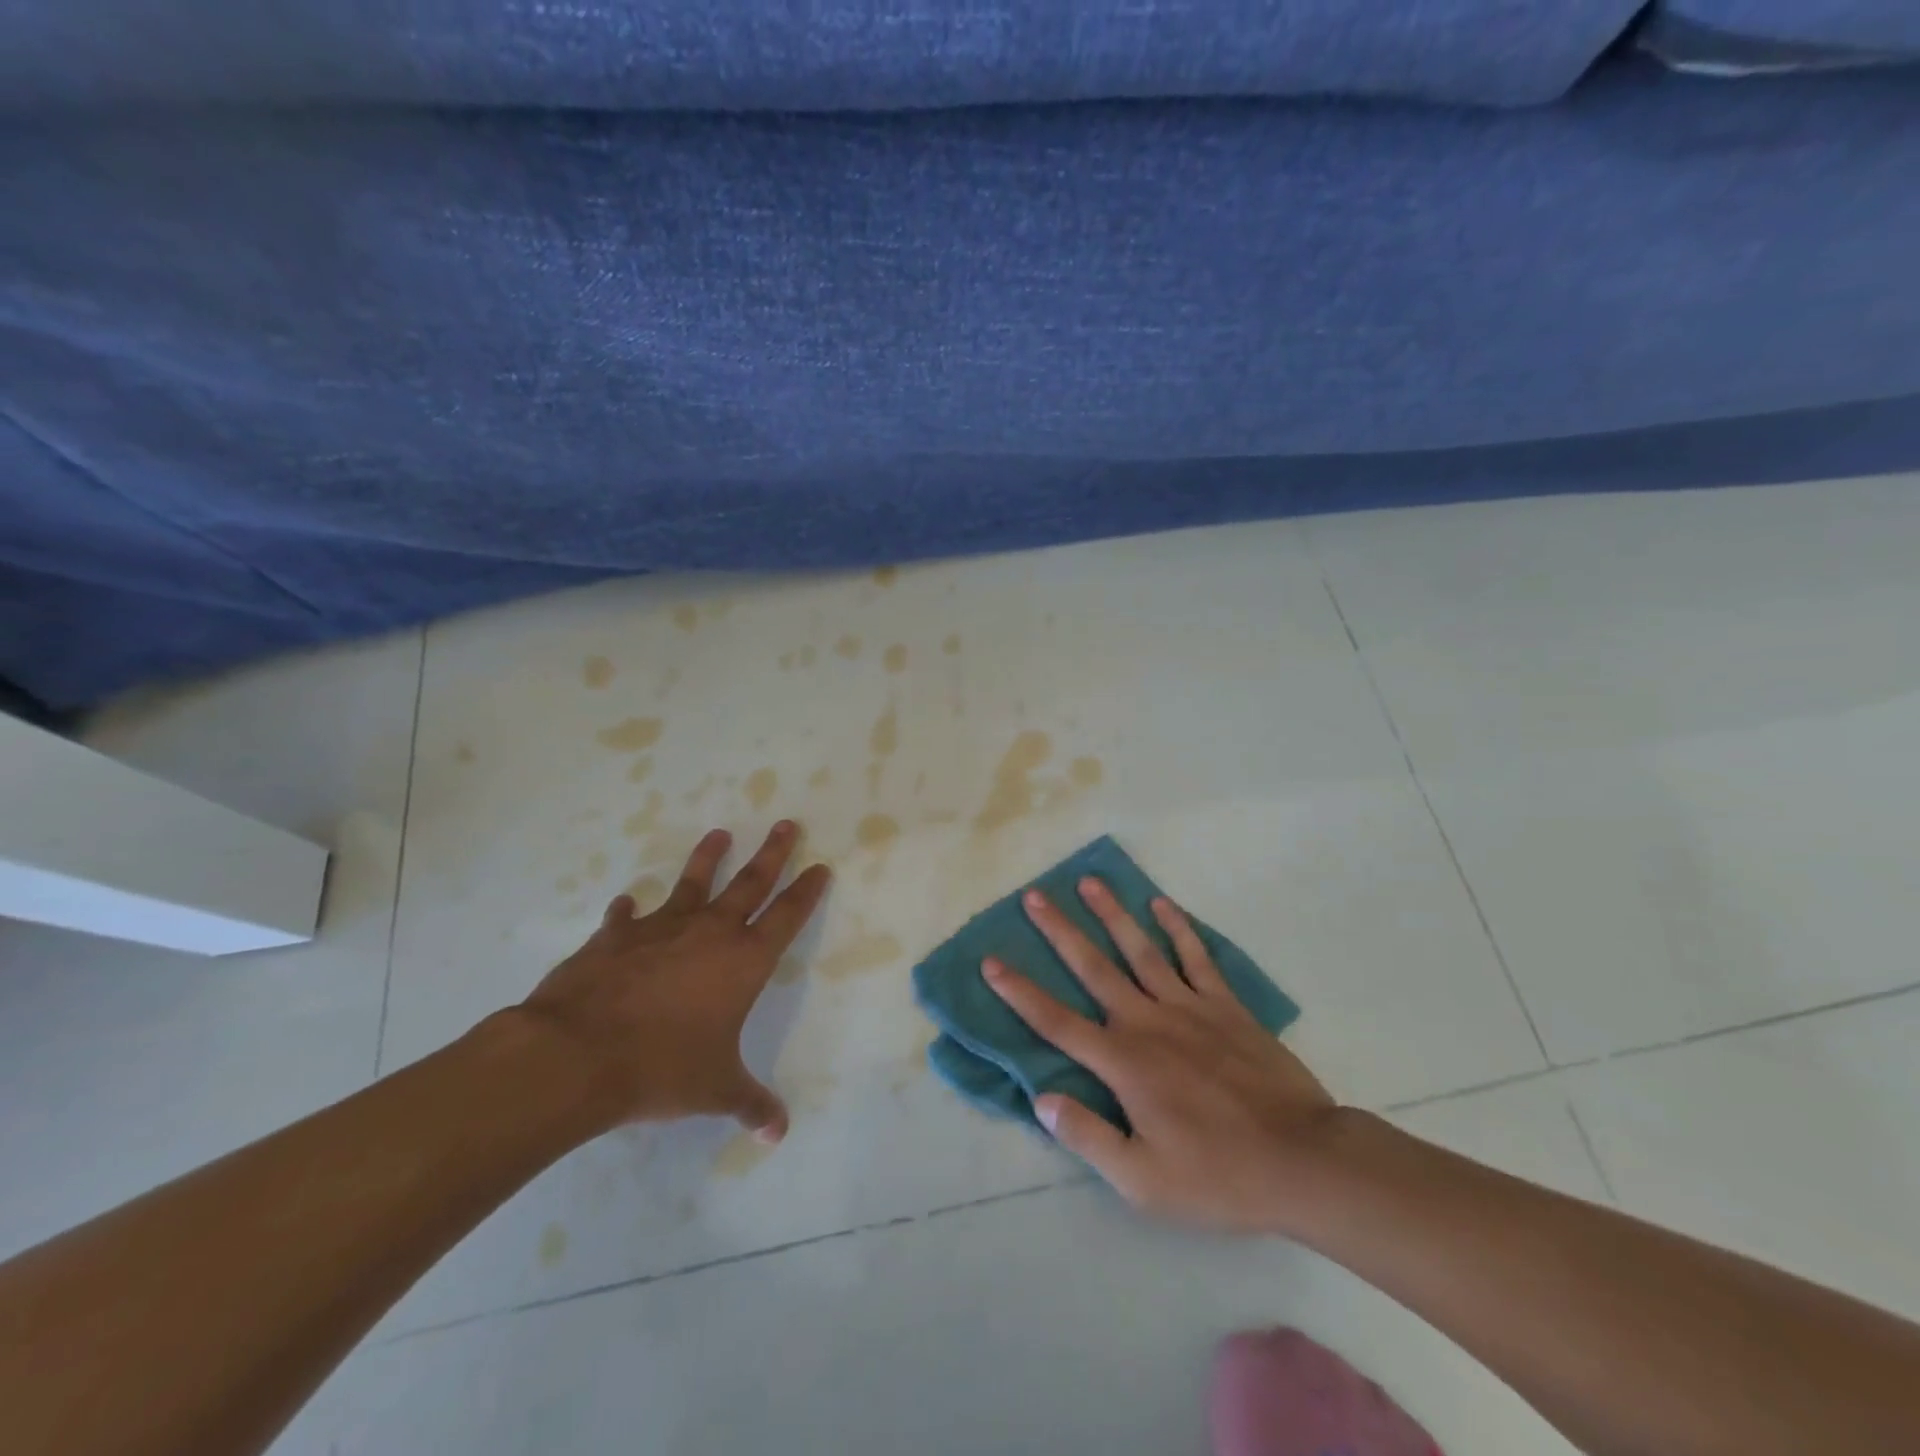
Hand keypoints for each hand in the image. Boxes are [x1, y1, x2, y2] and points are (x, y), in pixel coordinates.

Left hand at [516, 821, 830, 1140]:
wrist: (578, 1055)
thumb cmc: (662, 1068)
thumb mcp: (715, 1090)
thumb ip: (751, 1104)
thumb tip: (778, 1133)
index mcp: (743, 961)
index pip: (787, 916)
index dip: (806, 891)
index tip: (820, 866)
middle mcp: (709, 933)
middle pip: (750, 883)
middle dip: (772, 853)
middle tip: (785, 824)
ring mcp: (660, 929)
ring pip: (693, 883)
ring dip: (708, 858)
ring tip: (719, 833)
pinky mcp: (615, 937)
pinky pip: (627, 917)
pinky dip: (629, 910)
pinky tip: (627, 902)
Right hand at [984, 879, 1338, 1234]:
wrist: (1303, 1161)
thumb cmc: (1218, 1175)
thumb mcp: (1143, 1181)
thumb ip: (1088, 1136)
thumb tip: (1041, 1098)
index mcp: (1123, 1063)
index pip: (1057, 1022)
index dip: (1020, 992)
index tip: (991, 961)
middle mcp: (1147, 1022)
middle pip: (1093, 968)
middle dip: (1059, 931)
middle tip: (1034, 896)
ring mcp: (1189, 1007)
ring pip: (1141, 950)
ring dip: (1112, 914)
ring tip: (1090, 882)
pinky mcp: (1225, 1006)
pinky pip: (1197, 957)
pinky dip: (1179, 928)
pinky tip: (1162, 903)